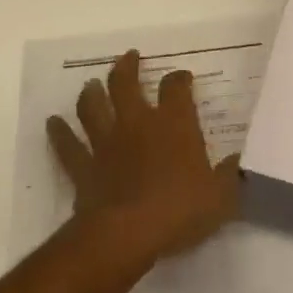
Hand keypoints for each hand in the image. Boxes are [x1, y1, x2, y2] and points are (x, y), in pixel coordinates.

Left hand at [47, 50, 242, 269]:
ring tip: (91, 84)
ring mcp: (106, 143)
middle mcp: (137, 123)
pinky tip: (52, 123)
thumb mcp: (220, 196)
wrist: (127, 235)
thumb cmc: (179, 210)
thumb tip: (239, 162)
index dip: (179, 79)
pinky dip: (59, 133)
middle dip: (127, 67)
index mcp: (173, 123)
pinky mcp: (84, 167)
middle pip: (126, 84)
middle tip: (129, 57)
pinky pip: (68, 146)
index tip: (182, 77)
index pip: (176, 87)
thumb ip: (230, 176)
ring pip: (93, 107)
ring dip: (91, 93)